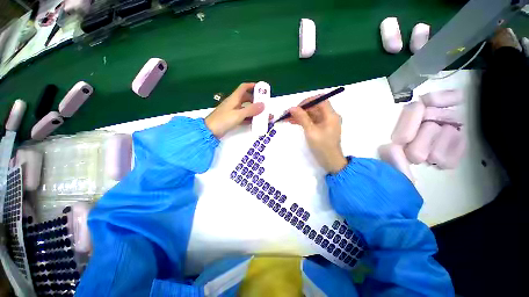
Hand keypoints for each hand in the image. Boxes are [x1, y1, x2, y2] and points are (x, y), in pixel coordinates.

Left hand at [205, 83, 264, 137]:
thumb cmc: (223, 120)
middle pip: (246, 98)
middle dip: (256, 100)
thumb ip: (250, 110)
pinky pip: (243, 116)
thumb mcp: (238, 115)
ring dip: (254, 110)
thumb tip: (263, 105)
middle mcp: (234, 103)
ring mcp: (233, 111)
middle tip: (264, 104)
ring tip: (262, 114)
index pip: (244, 87)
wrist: (210, 131)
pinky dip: (250, 118)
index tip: (261, 89)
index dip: (252, 86)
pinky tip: (255, 121)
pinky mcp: (232, 119)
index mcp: (234, 98)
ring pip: (246, 108)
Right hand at [288, 97, 347, 173]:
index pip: (320, 100)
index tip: (297, 106)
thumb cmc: (322, 146)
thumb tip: (292, 108)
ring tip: (288, 118)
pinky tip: (293, 122)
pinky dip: (303, 121)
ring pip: (312, 114)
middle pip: (315, 107)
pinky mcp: (321, 128)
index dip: (308, 101)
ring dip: (300, 115)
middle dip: (301, 109)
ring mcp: (325, 123)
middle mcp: (329, 116)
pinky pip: (311, 121)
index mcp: (331, 115)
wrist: (329, 161)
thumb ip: (302, 118)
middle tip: (289, 113)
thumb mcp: (310, 131)